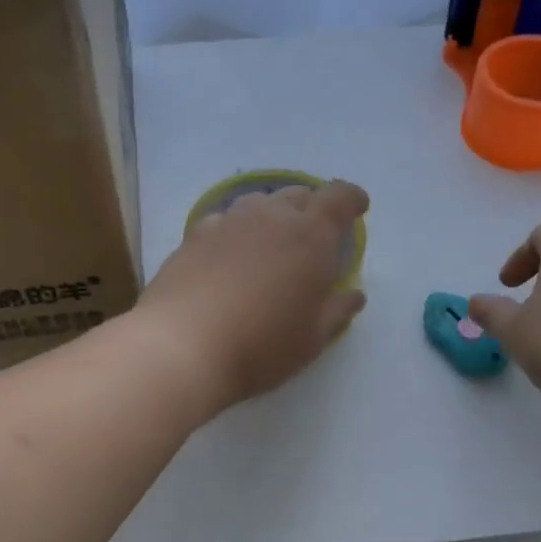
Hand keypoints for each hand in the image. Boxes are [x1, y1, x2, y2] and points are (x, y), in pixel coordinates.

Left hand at [131, 179, 369, 417]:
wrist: (182, 346)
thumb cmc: (261, 346)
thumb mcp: (311, 340)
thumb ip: (337, 312)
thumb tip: (354, 295)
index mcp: (311, 237)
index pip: (338, 198)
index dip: (351, 199)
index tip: (358, 209)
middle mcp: (271, 217)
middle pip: (298, 195)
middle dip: (312, 208)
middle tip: (314, 235)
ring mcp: (228, 222)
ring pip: (259, 203)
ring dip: (273, 215)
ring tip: (271, 242)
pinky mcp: (194, 236)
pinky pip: (224, 220)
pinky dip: (236, 230)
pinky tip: (230, 253)